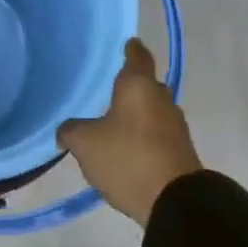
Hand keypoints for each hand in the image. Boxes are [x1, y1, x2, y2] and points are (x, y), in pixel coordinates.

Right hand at [58, 39, 199, 226]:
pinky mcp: (181, 150)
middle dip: (130, 86)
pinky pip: (158, 133)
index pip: (136, 55)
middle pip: (146, 83)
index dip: (129, 48)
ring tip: (113, 121)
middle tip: (107, 88)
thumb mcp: (85, 143)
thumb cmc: (128, 158)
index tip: (124, 43)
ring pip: (152, 109)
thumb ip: (71, 130)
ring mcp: (175, 125)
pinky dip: (144, 135)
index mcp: (139, 85)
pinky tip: (127, 147)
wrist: (176, 203)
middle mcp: (161, 98)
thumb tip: (66, 130)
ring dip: (137, 113)